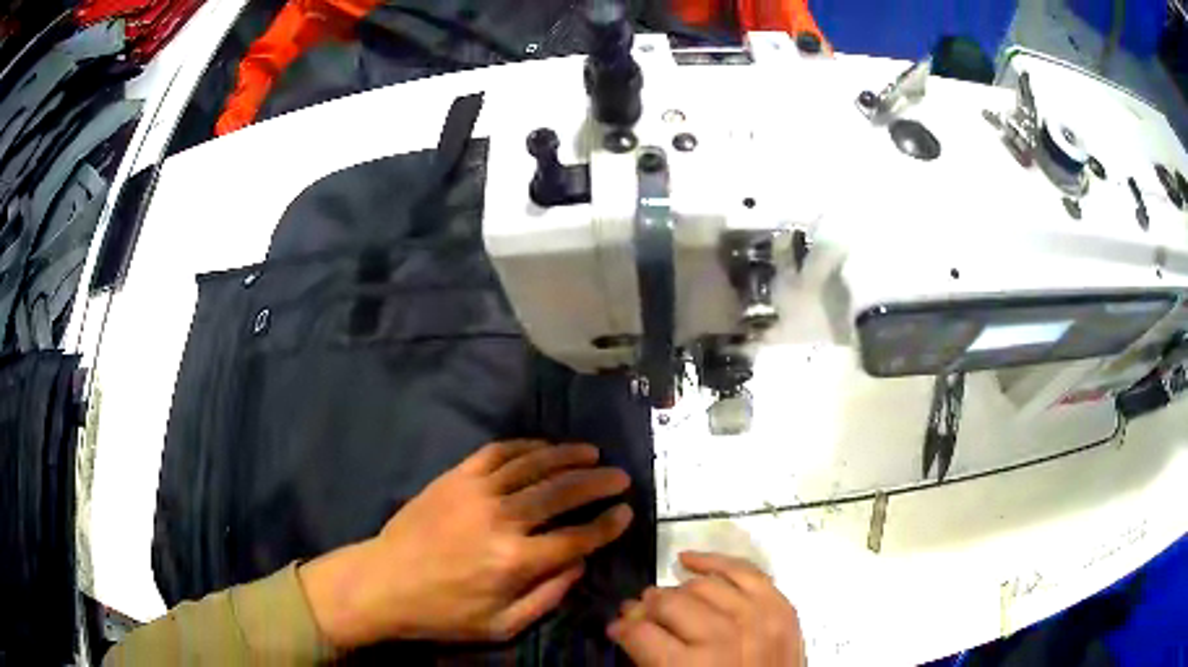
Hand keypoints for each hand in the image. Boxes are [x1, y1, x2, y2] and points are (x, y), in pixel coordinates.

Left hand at [299, 441, 632, 647]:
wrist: (384, 581)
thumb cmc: (443, 612)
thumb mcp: (500, 626)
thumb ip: (547, 597)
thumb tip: (580, 564)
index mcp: (515, 562)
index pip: (576, 537)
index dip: (607, 524)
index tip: (626, 512)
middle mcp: (501, 520)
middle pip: (561, 493)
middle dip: (597, 482)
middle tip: (620, 476)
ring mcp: (476, 492)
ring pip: (533, 465)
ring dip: (567, 456)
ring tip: (592, 452)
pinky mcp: (455, 477)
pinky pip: (497, 453)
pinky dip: (526, 446)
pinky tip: (544, 447)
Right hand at [607, 552, 804, 666]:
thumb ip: (649, 657)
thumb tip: (626, 625)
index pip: (642, 633)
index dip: (623, 629)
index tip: (616, 629)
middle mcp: (726, 639)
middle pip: (672, 604)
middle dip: (646, 607)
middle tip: (635, 613)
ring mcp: (759, 620)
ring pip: (705, 586)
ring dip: (676, 589)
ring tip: (661, 597)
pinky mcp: (782, 610)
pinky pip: (746, 572)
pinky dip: (717, 562)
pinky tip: (690, 561)